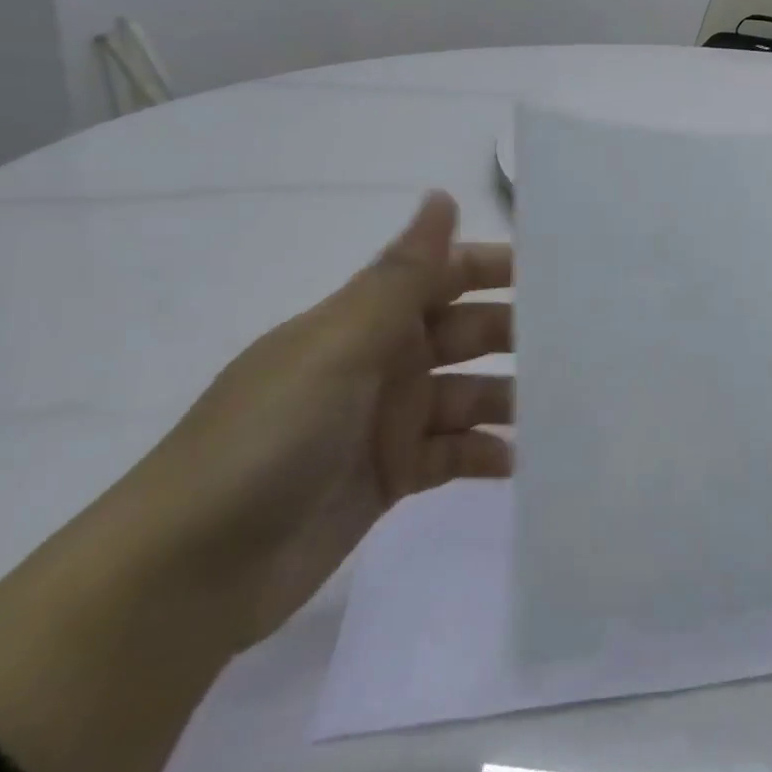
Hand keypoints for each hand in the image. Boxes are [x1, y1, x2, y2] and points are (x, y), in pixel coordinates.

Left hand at [0, 193, 512, 771]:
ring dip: (513, 398)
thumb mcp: (338, 346)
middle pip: (470, 334)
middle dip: (520, 335)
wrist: (185, 576)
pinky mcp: (394, 476)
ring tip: (568, 408)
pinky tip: (524, 463)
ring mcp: (391, 420)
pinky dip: (489, 454)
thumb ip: (401, 276)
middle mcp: (386, 360)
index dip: (500, 268)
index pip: (448, 275)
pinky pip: (457, 454)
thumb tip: (442, 194)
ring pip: (472, 394)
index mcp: (369, 319)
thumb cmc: (267, 438)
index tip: (563, 272)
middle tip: (586, 345)